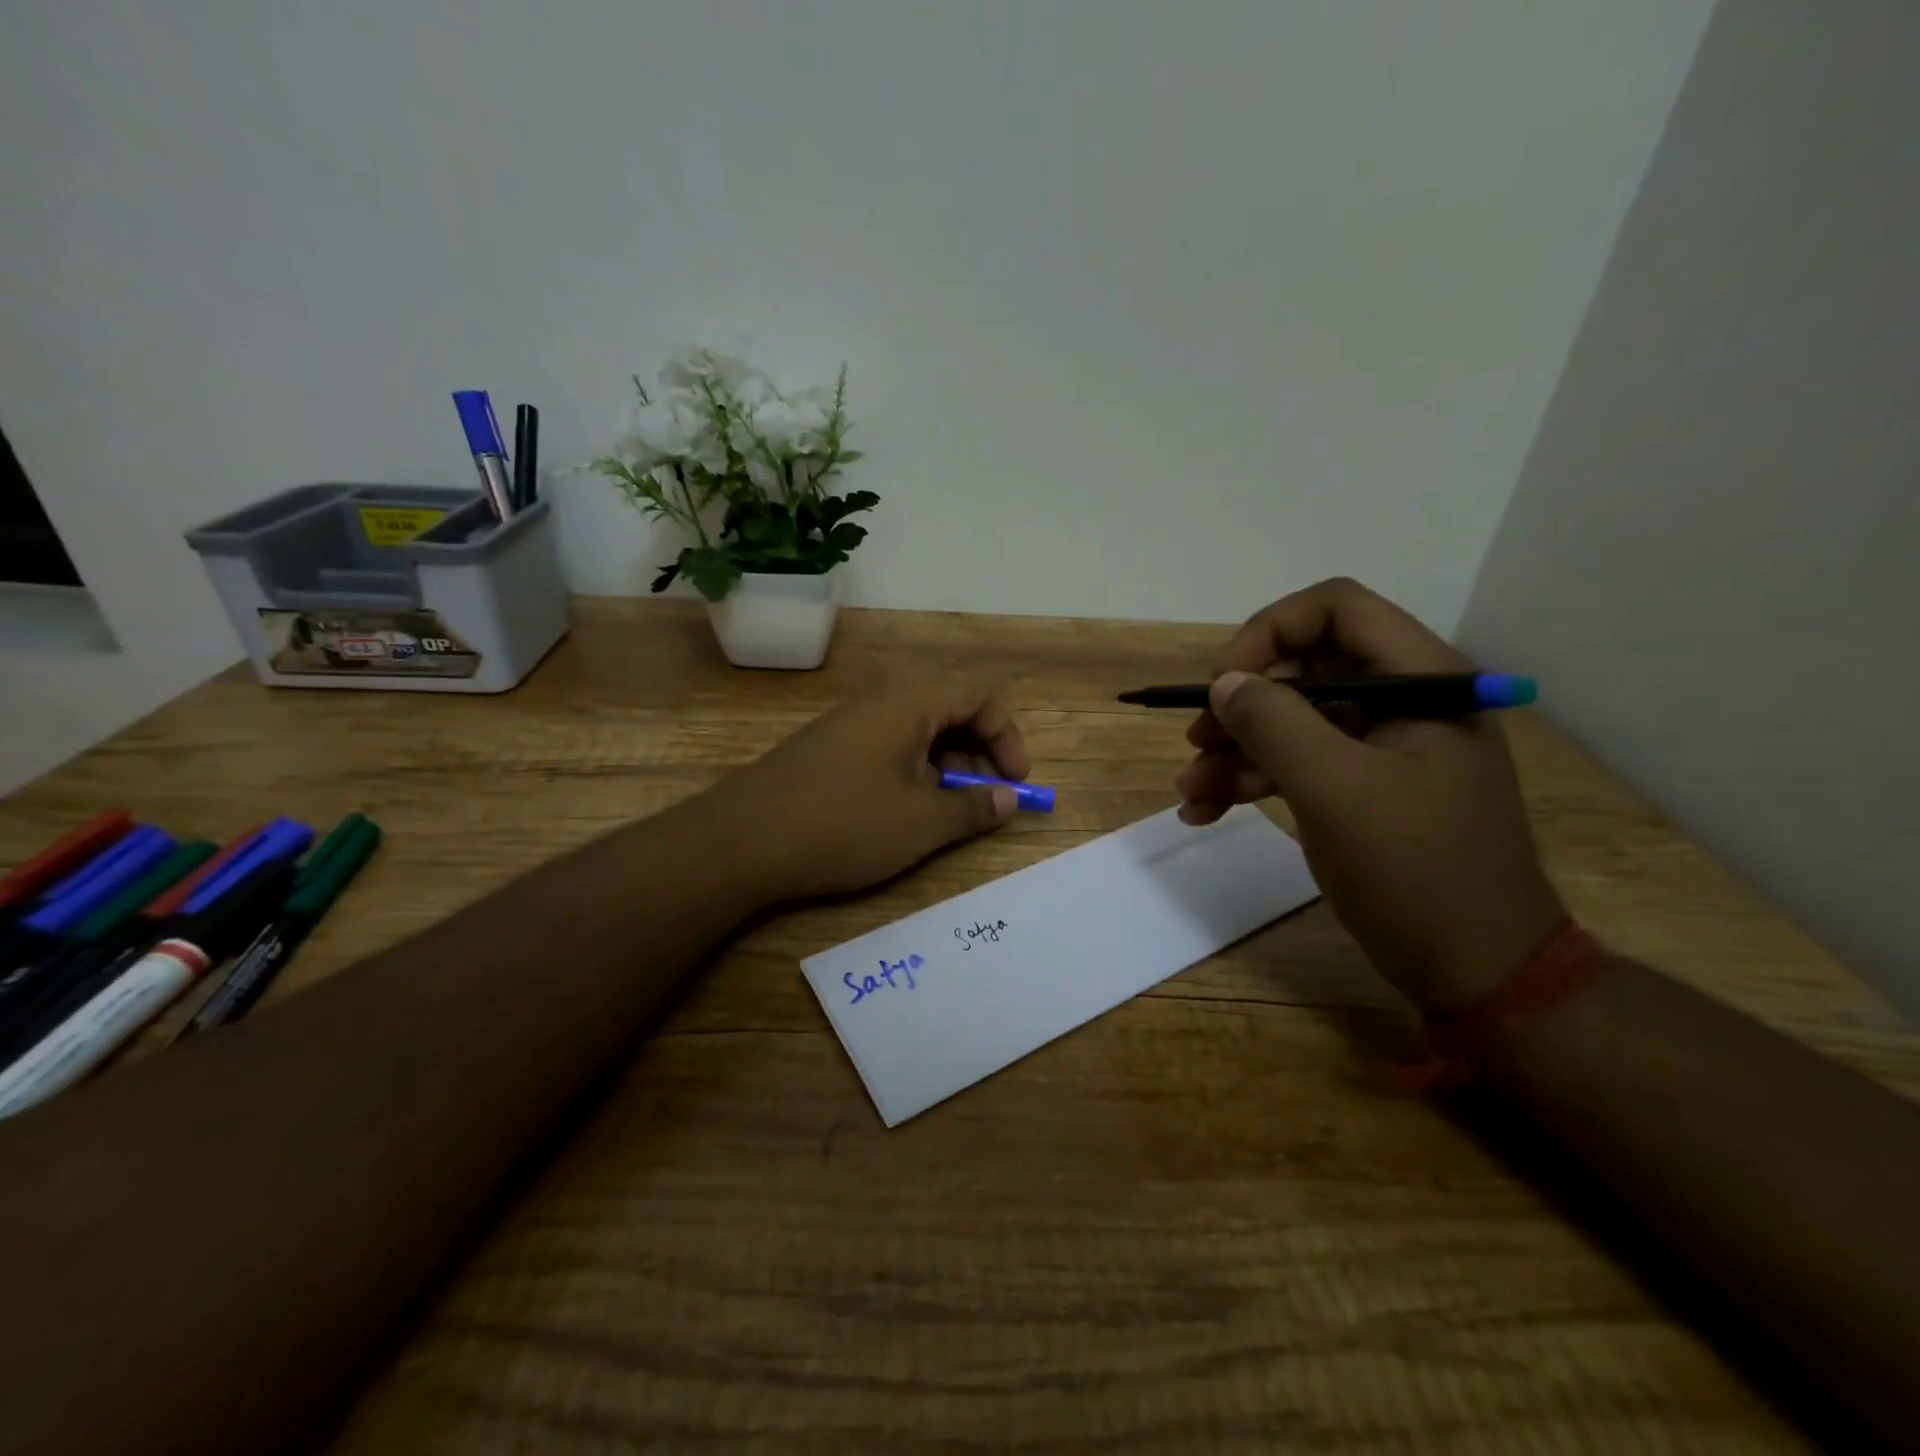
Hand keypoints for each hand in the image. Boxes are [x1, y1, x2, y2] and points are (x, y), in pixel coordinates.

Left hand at [707, 677, 1030, 902]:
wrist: (742, 840)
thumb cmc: (844, 824)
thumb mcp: (921, 823)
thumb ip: (973, 808)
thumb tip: (1009, 799)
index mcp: (911, 701)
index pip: (981, 697)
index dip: (1009, 738)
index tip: (1015, 783)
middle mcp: (882, 698)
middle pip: (950, 708)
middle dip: (979, 752)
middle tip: (982, 799)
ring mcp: (851, 720)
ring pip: (919, 729)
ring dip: (946, 764)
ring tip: (946, 810)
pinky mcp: (830, 745)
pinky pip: (889, 743)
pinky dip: (913, 769)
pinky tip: (903, 810)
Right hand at [1177, 578, 1565, 1010]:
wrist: (1478, 969)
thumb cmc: (1417, 873)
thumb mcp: (1336, 791)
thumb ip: (1275, 724)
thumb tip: (1225, 683)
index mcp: (1420, 681)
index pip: (1335, 610)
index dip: (1268, 633)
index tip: (1223, 685)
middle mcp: (1403, 700)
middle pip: (1303, 667)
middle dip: (1241, 705)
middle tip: (1197, 744)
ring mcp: (1383, 745)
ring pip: (1291, 719)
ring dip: (1235, 749)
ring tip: (1192, 791)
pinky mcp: (1364, 785)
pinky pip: (1298, 761)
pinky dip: (1252, 779)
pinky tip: (1209, 809)